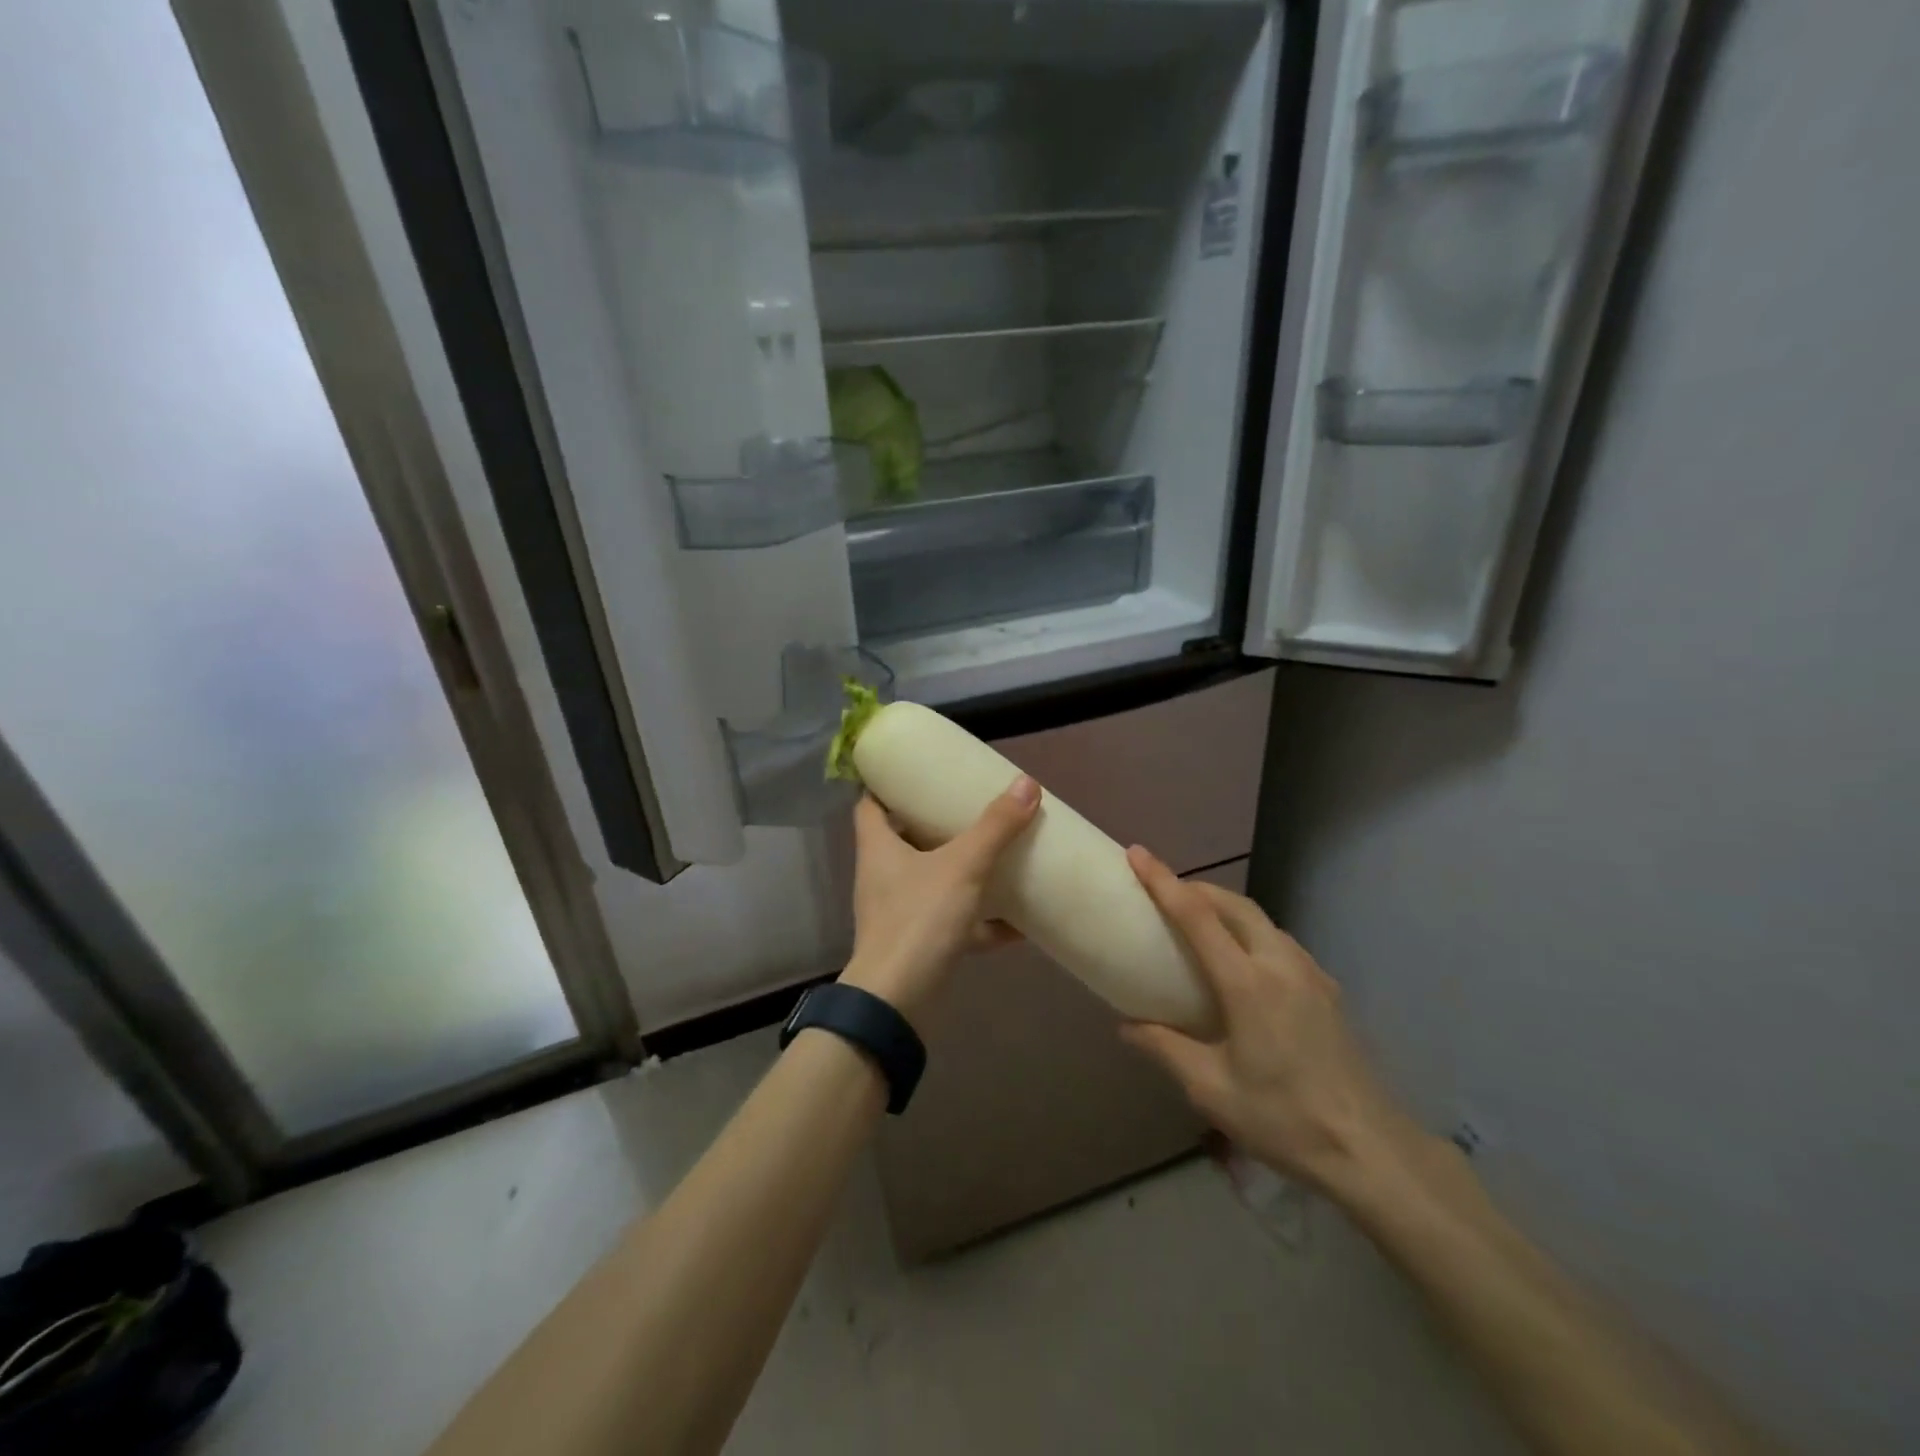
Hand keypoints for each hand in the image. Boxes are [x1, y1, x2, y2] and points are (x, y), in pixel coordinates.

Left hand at [840, 778, 1040, 1019]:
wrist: (898, 1000)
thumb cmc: (919, 918)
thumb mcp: (962, 866)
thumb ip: (995, 827)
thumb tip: (1026, 783)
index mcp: (878, 847)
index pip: (869, 804)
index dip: (886, 785)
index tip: (915, 773)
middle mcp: (881, 876)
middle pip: (901, 840)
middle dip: (931, 825)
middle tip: (964, 808)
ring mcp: (897, 913)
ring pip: (928, 882)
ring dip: (958, 872)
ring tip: (992, 856)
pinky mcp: (916, 943)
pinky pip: (950, 923)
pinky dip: (978, 922)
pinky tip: (1015, 923)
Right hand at [1120, 847, 1418, 1192]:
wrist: (1371, 1150)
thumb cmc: (1283, 1118)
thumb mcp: (1211, 1089)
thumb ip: (1165, 1048)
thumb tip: (1126, 1025)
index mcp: (1247, 983)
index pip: (1197, 916)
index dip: (1163, 881)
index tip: (1138, 854)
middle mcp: (1280, 964)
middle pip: (1234, 905)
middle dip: (1196, 887)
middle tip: (1164, 890)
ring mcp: (1311, 974)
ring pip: (1261, 920)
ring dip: (1226, 908)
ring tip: (1200, 922)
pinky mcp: (1328, 990)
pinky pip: (1280, 942)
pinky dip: (1251, 931)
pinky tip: (1245, 962)